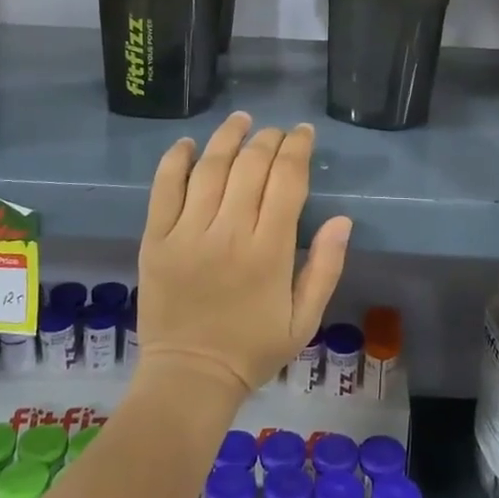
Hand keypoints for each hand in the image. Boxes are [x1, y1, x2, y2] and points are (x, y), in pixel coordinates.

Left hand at [137, 112, 351, 395]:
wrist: (190, 377)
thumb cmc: (254, 349)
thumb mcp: (305, 318)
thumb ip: (326, 267)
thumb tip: (342, 219)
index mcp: (270, 251)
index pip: (287, 180)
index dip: (297, 148)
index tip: (303, 133)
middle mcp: (230, 232)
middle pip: (251, 165)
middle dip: (269, 139)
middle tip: (276, 131)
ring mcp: (188, 233)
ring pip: (211, 167)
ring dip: (228, 137)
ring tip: (241, 120)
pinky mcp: (156, 239)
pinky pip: (164, 188)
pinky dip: (176, 160)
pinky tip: (189, 144)